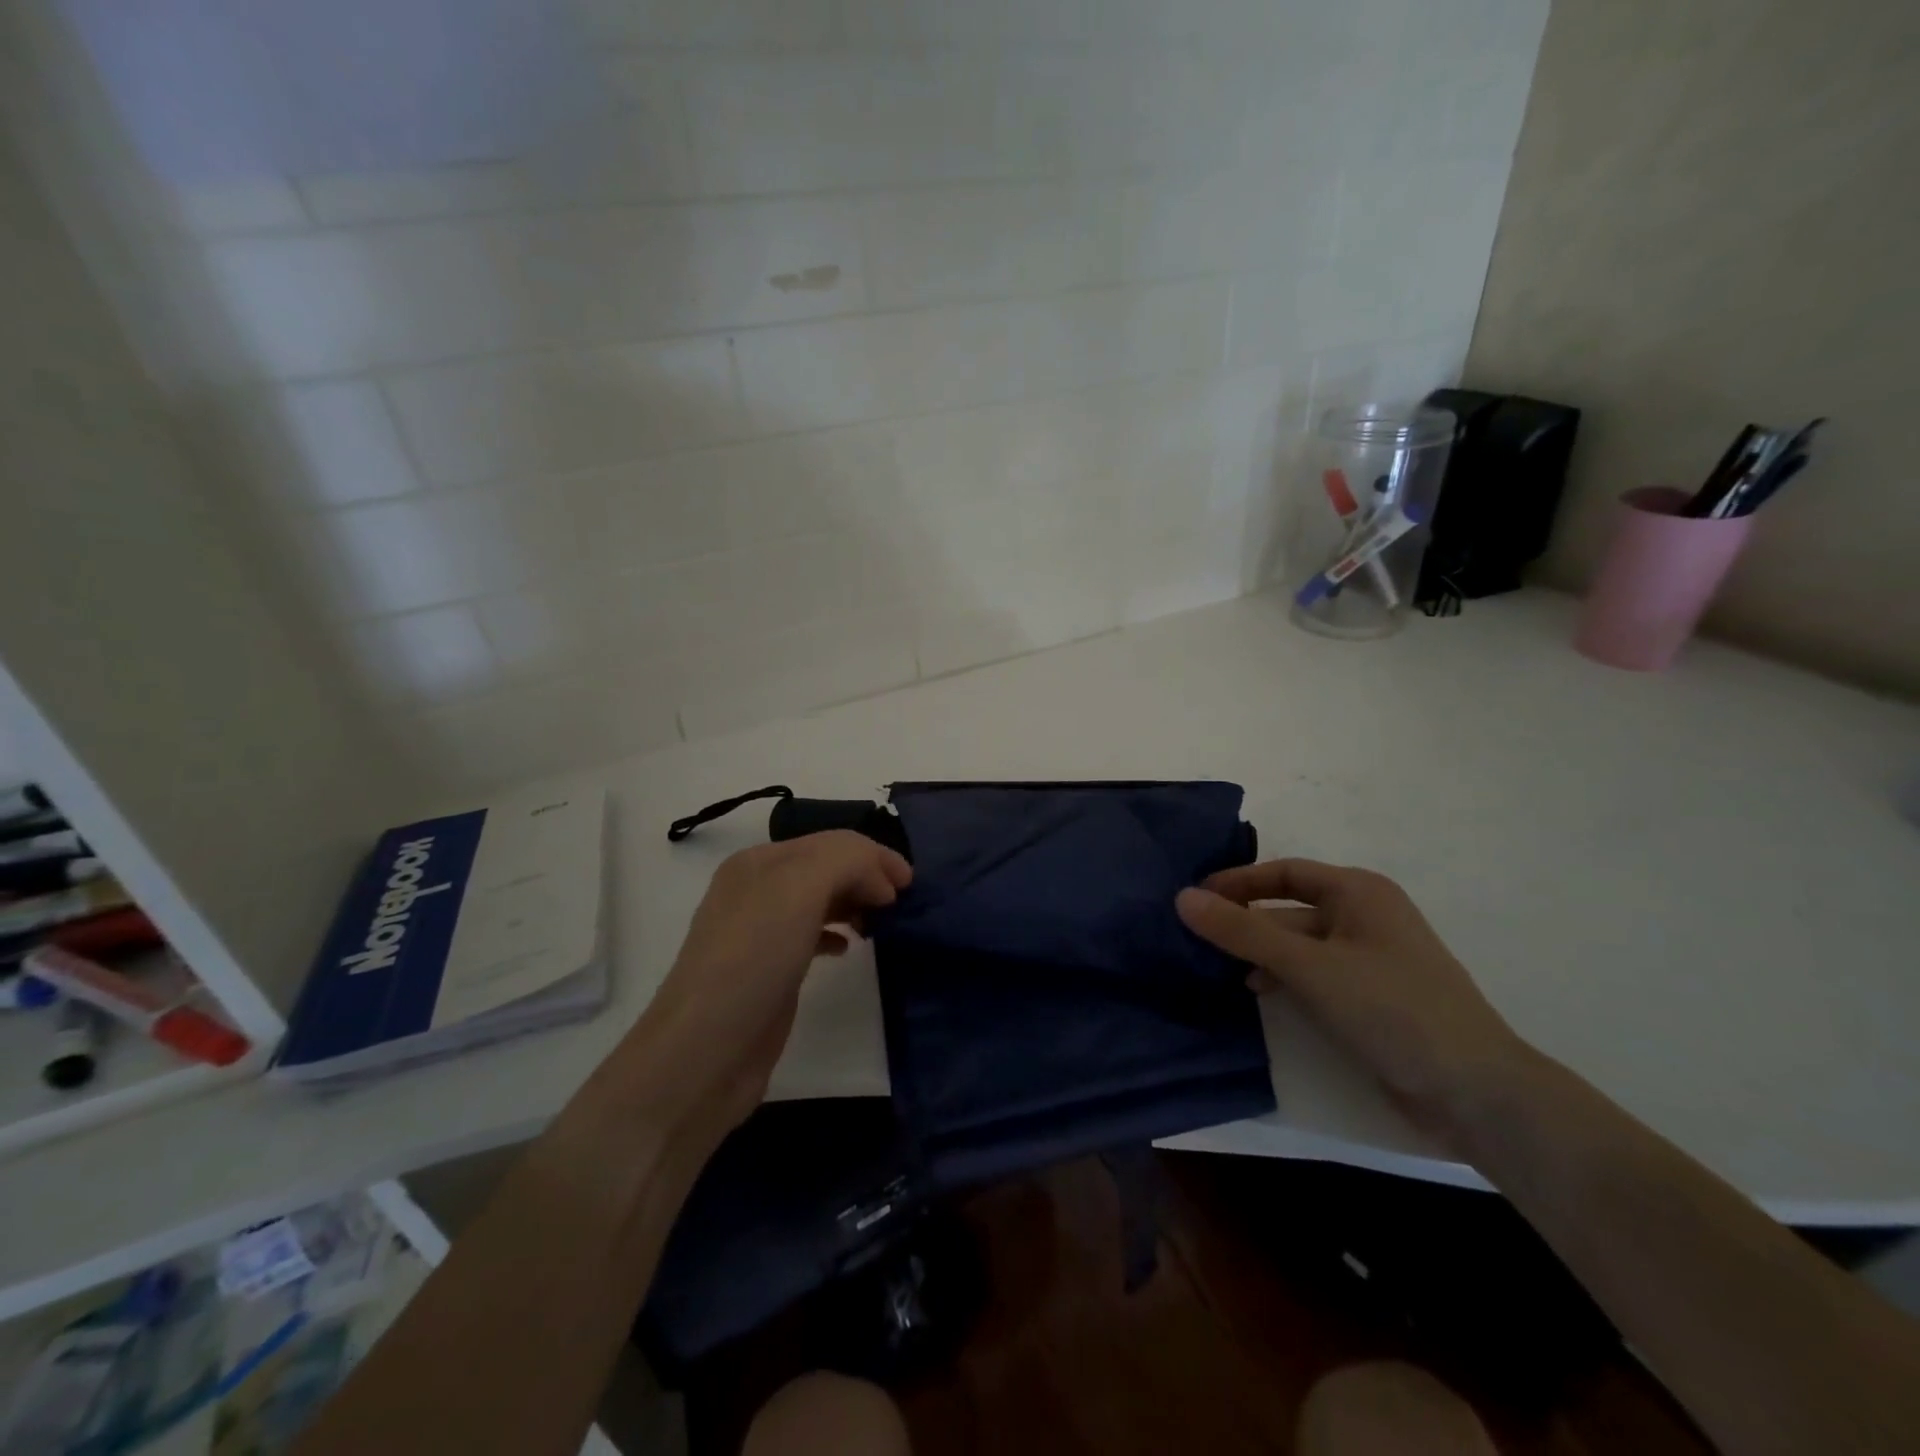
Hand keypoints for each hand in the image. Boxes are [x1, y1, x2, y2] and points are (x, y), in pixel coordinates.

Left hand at [636, 832, 911, 1133]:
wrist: (704, 1053)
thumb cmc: (753, 960)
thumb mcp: (799, 889)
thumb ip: (845, 861)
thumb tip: (879, 883)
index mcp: (759, 862)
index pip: (830, 842)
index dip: (873, 855)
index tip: (909, 884)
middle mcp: (757, 890)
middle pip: (826, 867)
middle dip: (867, 876)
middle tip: (902, 903)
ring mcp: (760, 932)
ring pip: (820, 900)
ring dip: (855, 901)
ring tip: (881, 922)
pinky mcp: (768, 970)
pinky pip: (811, 935)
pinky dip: (836, 932)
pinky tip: (848, 948)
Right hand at [1176, 860, 1534, 1136]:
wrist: (1476, 1092)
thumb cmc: (1392, 1009)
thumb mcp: (1309, 966)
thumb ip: (1243, 932)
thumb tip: (1182, 898)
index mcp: (1359, 892)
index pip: (1285, 872)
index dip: (1239, 882)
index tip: (1196, 897)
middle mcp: (1365, 917)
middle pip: (1289, 909)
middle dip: (1245, 922)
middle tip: (1195, 938)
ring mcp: (1370, 959)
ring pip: (1300, 945)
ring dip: (1260, 953)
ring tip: (1215, 969)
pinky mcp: (1371, 997)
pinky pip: (1314, 974)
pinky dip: (1283, 978)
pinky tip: (1257, 994)